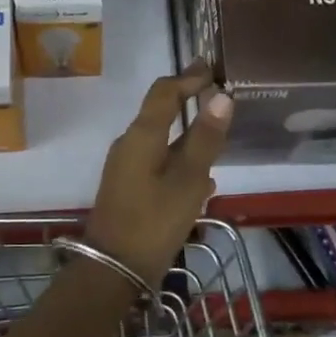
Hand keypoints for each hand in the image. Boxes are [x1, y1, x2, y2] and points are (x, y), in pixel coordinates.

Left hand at [84, 62, 233, 283]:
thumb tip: (221, 96)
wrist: (114, 268)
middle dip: (187, 99)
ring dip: (186, 130)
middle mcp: (129, 143)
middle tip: (217, 93)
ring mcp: (126, 166)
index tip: (212, 68)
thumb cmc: (154, 221)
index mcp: (142, 135)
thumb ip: (205, 138)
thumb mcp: (188, 180)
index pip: (164, 92)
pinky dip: (179, 155)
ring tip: (216, 131)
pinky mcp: (129, 187)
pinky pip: (158, 160)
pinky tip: (202, 174)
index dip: (188, 77)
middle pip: (159, 111)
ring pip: (160, 138)